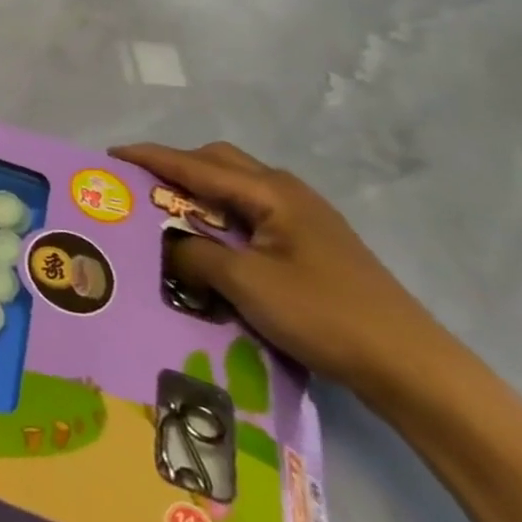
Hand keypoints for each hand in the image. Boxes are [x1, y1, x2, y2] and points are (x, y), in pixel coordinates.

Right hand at [112, 141, 442, 395]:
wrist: (410, 365)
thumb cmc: (324, 314)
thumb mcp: (246, 283)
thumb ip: (195, 254)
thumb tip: (167, 243)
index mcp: (270, 192)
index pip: (195, 165)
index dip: (150, 158)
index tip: (111, 155)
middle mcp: (286, 192)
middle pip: (218, 164)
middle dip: (175, 167)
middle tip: (139, 185)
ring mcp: (303, 217)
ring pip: (236, 188)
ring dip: (199, 191)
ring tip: (166, 212)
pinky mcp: (310, 244)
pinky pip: (251, 212)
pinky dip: (220, 215)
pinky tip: (210, 241)